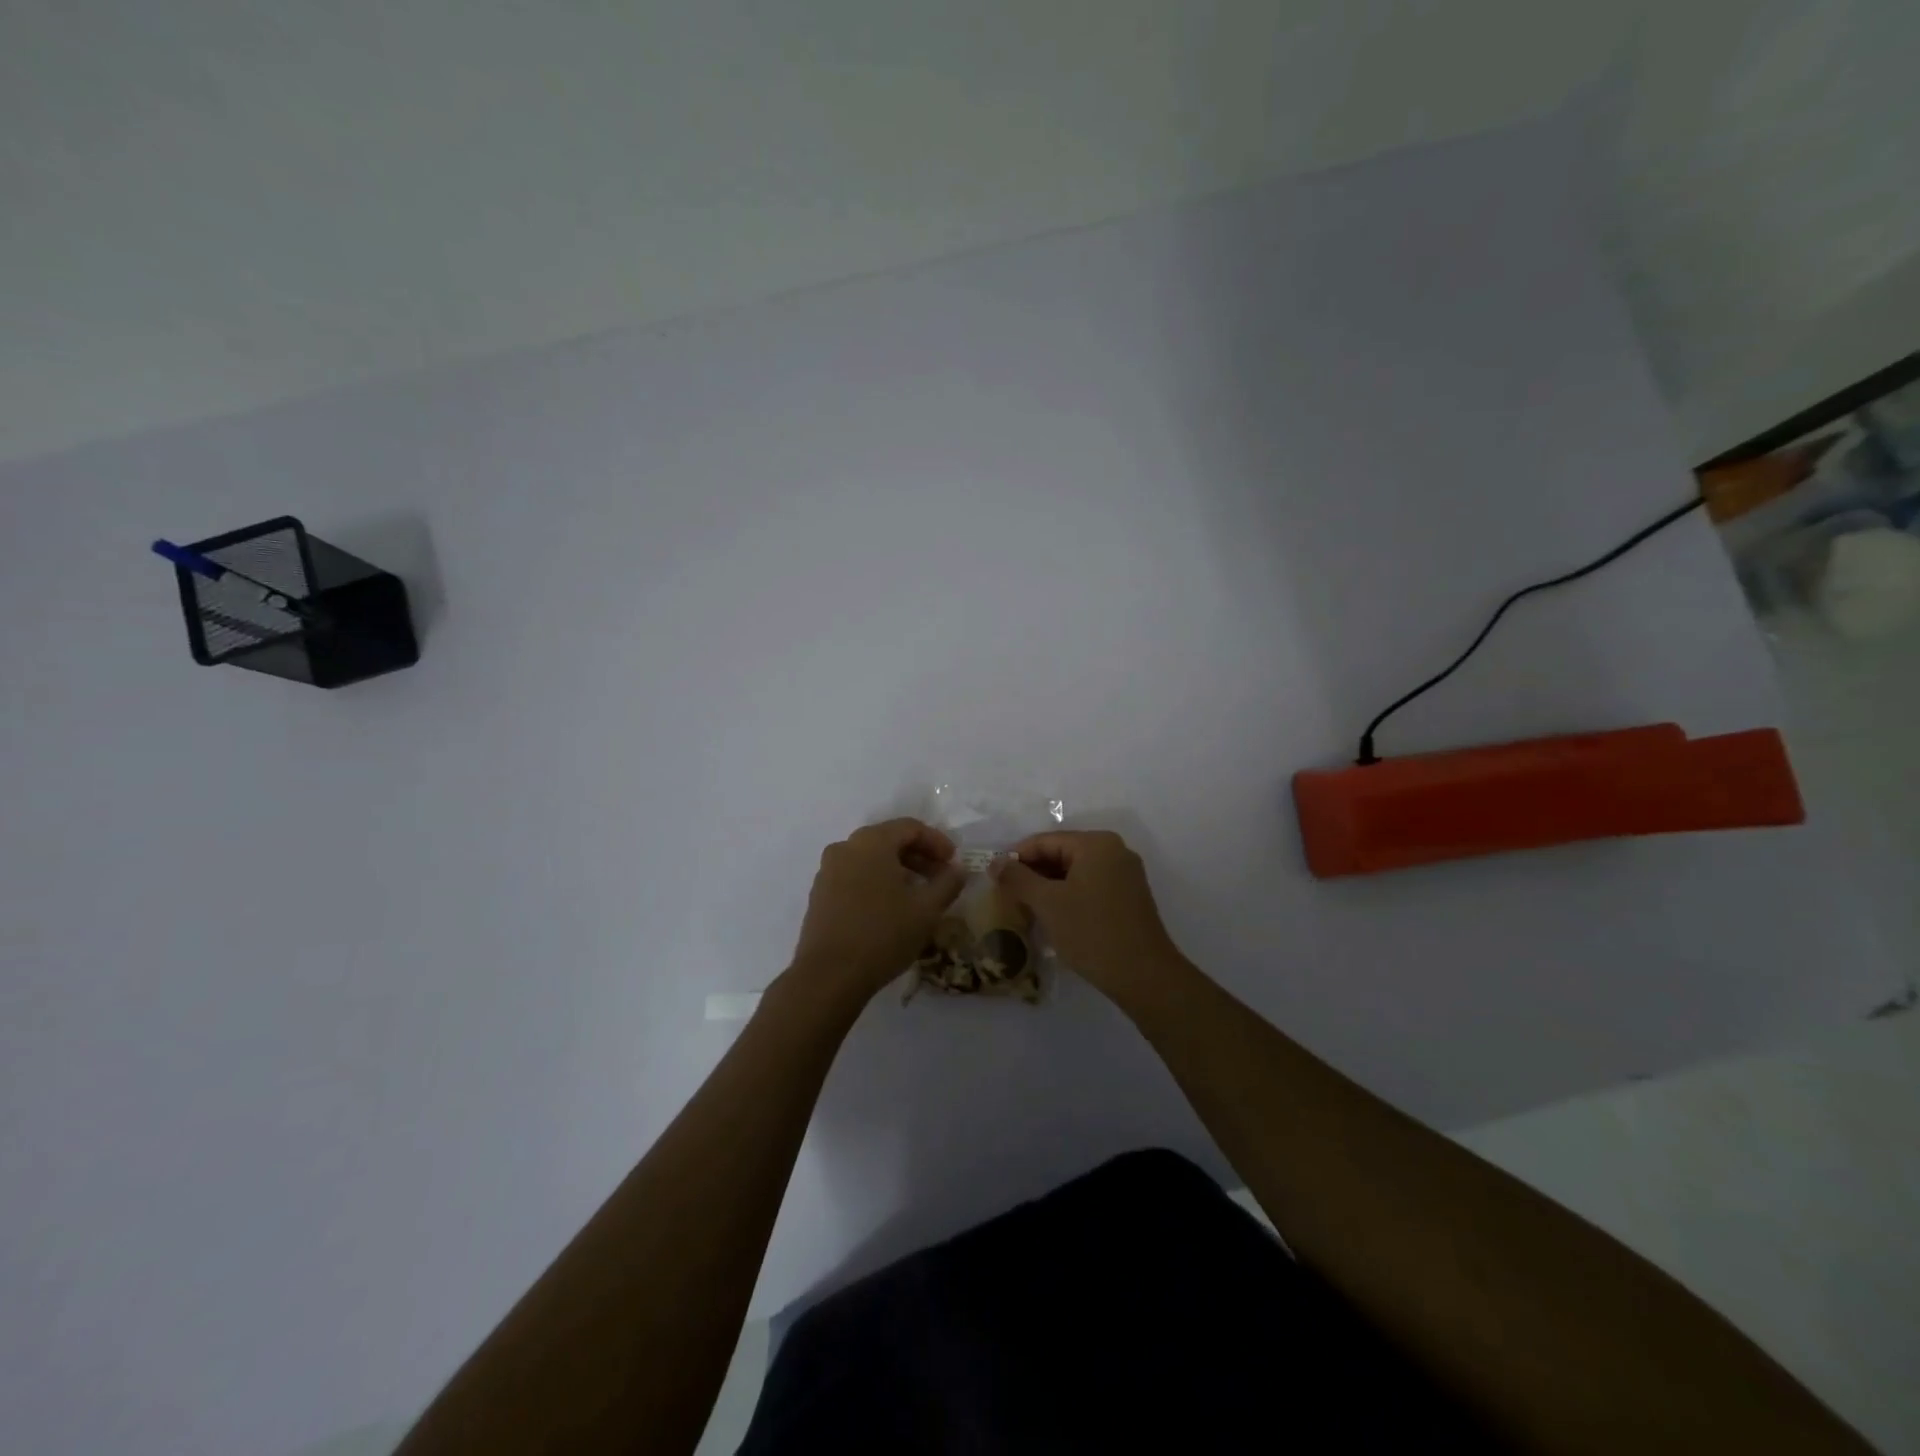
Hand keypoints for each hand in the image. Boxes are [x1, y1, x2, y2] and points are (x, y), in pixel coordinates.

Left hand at [789, 818, 967, 1005]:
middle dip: (919, 856)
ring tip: (918, 894)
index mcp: (871, 842)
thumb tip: (958, 869)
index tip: (954, 862)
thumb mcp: (927, 910)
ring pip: (870, 859)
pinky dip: (877, 882)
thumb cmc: (883, 934)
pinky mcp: (820, 894)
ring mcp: (828, 871)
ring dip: (898, 870)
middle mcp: (845, 847)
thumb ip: (948, 883)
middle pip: (889, 840)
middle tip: (941, 877)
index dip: (937, 841)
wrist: (829, 975)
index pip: (910, 827)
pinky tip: (890, 907)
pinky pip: (854, 876)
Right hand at [991, 830, 1185, 1000]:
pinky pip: (1090, 886)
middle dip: (1032, 873)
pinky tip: (1052, 917)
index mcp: (1096, 844)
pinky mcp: (1129, 897)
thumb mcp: (1048, 904)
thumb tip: (996, 862)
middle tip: (1006, 895)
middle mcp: (1114, 851)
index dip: (1016, 858)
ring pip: (1075, 872)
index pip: (1045, 841)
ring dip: (1048, 887)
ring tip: (1024, 908)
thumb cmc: (1092, 933)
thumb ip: (1018, 878)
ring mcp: (1125, 875)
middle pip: (1061, 853)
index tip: (993, 878)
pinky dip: (1068, 896)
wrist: (1144, 977)